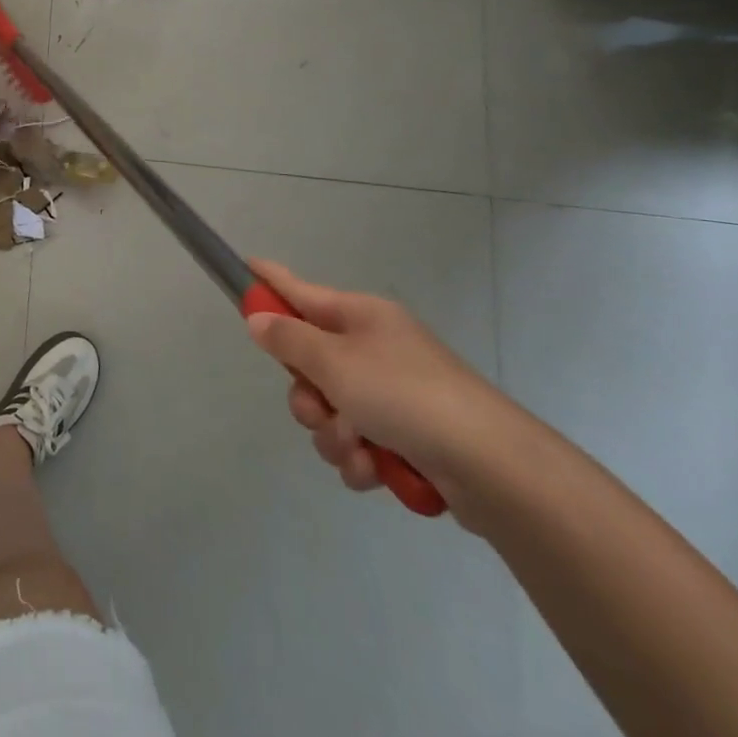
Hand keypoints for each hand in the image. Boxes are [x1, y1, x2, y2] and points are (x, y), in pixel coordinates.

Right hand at [245, 258, 524, 513]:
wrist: (492, 467)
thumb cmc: (405, 395)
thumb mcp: (334, 362)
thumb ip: (288, 340)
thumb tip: (258, 318)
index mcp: (360, 316)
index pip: (301, 290)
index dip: (270, 280)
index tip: (245, 266)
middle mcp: (374, 348)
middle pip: (310, 362)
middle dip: (306, 395)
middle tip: (319, 409)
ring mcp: (392, 393)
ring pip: (330, 409)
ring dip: (333, 434)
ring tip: (357, 449)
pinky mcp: (407, 437)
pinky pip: (358, 442)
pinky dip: (360, 458)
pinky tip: (374, 470)